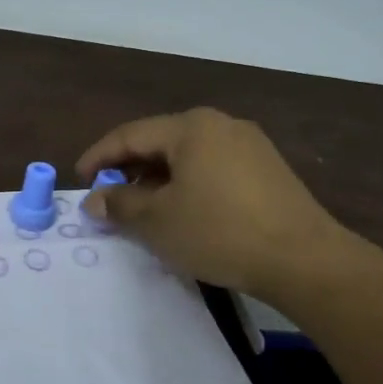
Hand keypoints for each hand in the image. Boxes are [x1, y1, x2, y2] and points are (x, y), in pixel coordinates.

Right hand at [77, 108, 353, 303]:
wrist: (303, 259)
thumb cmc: (219, 232)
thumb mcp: (158, 221)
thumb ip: (120, 205)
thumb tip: (95, 199)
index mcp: (191, 127)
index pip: (130, 135)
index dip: (99, 157)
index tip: (79, 179)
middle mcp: (221, 124)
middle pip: (161, 141)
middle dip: (130, 169)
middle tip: (109, 197)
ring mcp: (249, 145)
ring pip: (189, 156)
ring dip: (159, 179)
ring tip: (143, 208)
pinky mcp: (268, 169)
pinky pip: (213, 168)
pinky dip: (188, 184)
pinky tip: (184, 211)